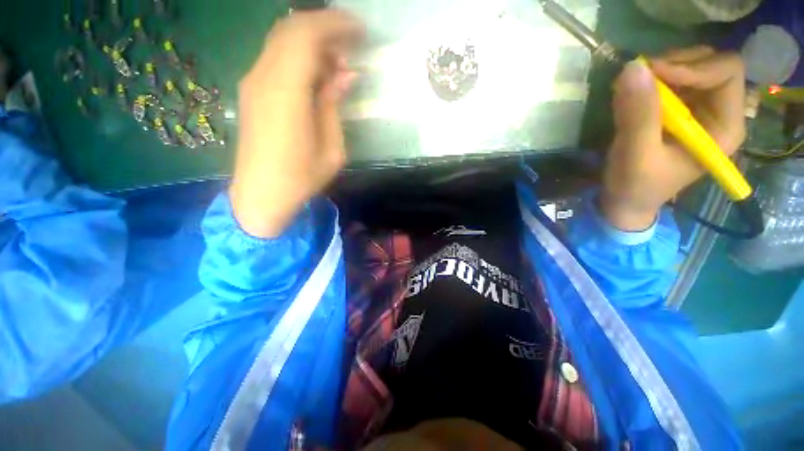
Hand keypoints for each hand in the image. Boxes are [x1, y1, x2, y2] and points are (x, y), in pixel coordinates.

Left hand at [229, 10, 363, 237]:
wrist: (261, 195)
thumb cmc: (301, 178)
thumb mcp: (332, 148)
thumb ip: (334, 105)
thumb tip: (346, 75)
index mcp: (286, 93)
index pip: (306, 35)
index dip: (335, 24)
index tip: (360, 30)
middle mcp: (263, 78)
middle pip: (291, 29)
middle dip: (325, 27)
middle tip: (352, 44)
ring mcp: (253, 83)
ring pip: (281, 40)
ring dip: (311, 42)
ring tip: (338, 62)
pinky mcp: (251, 92)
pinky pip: (275, 58)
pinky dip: (298, 55)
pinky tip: (316, 74)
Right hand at [601, 47, 745, 230]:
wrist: (625, 200)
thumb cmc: (636, 185)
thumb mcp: (636, 154)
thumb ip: (638, 114)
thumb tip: (632, 68)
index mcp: (724, 127)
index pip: (727, 73)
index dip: (693, 67)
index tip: (653, 74)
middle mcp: (718, 111)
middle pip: (711, 64)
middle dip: (676, 64)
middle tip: (641, 76)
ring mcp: (698, 109)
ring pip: (692, 67)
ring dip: (662, 70)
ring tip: (632, 87)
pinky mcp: (678, 111)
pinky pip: (672, 80)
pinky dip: (652, 80)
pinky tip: (633, 94)